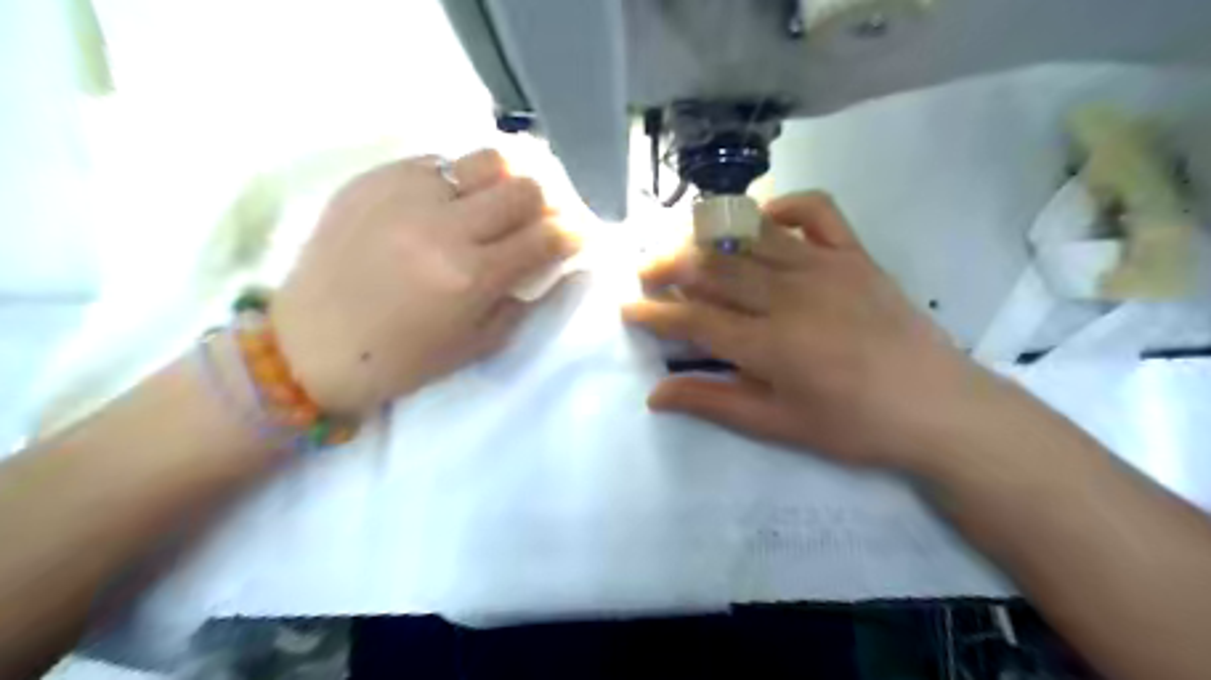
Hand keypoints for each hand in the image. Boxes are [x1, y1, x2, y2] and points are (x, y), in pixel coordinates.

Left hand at [273, 148, 576, 414]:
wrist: (309, 346)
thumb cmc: (401, 359)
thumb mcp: (478, 346)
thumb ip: (527, 301)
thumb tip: (559, 266)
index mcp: (471, 276)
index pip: (548, 236)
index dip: (575, 233)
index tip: (580, 235)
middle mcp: (443, 224)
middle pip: (525, 187)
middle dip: (548, 204)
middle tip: (544, 219)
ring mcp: (405, 193)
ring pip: (486, 159)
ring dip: (508, 181)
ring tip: (501, 203)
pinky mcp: (374, 178)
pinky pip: (438, 162)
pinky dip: (459, 181)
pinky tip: (450, 204)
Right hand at [625, 192, 992, 466]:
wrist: (939, 407)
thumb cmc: (854, 425)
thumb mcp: (778, 425)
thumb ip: (714, 402)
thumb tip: (655, 394)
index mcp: (770, 345)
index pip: (695, 321)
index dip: (655, 314)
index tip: (628, 308)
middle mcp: (791, 296)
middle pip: (715, 269)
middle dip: (669, 267)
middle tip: (644, 270)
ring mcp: (825, 267)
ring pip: (751, 237)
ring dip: (709, 237)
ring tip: (683, 242)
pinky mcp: (854, 254)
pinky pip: (815, 211)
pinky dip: (782, 206)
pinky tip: (762, 219)